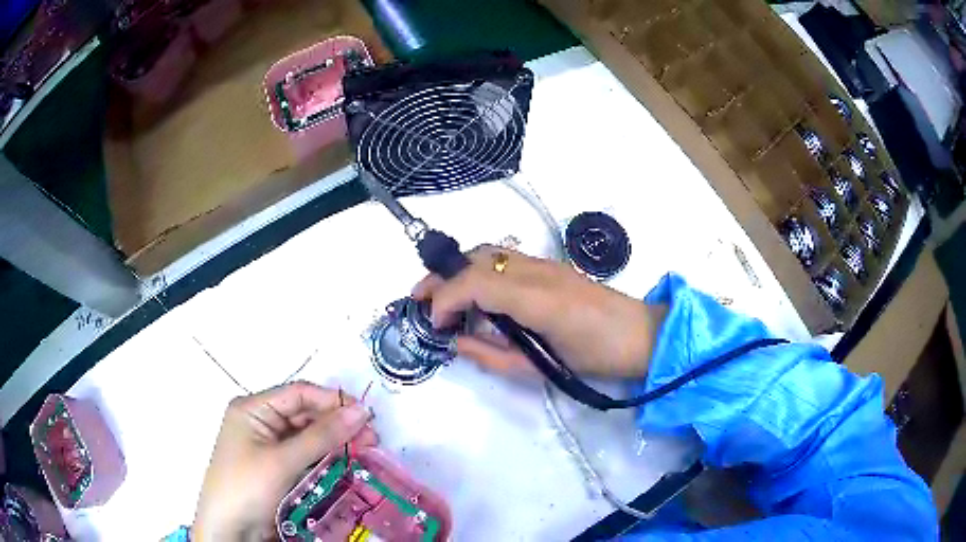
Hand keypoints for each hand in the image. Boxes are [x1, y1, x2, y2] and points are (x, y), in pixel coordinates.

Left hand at [193, 382, 375, 540]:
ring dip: (336, 442)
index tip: (366, 415)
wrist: (230, 530)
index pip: (299, 394)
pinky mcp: (279, 468)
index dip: (332, 401)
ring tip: (367, 450)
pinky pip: (307, 456)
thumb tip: (361, 411)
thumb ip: (322, 436)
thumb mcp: (282, 461)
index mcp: (253, 409)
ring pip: (310, 437)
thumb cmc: (247, 486)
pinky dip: (327, 458)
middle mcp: (262, 423)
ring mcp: (270, 447)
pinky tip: (347, 462)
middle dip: (338, 424)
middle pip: (306, 415)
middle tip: (372, 438)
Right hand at [413, 246, 665, 378]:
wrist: (640, 335)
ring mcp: (545, 263)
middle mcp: (537, 271)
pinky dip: (478, 269)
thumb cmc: (595, 358)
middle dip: (442, 276)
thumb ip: (492, 354)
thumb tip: (456, 342)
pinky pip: (503, 258)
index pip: (476, 283)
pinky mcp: (551, 265)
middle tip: (419, 299)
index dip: (445, 299)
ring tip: (440, 294)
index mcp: (537, 299)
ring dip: (458, 269)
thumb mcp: (540, 367)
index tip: (434, 324)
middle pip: (476, 259)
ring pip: (488, 252)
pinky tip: (474, 291)